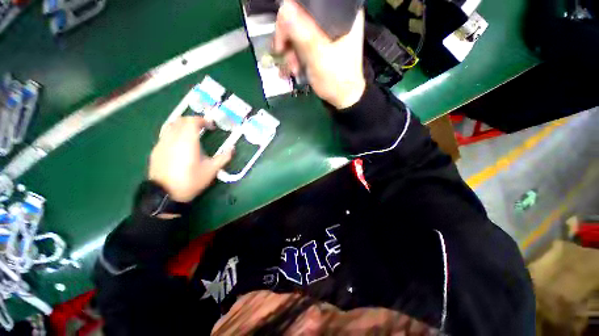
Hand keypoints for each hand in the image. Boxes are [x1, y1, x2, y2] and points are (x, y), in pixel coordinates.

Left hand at [149, 117, 232, 201]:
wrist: (166, 194)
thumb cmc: (192, 180)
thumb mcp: (212, 170)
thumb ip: (224, 157)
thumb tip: (232, 148)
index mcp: (187, 141)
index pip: (192, 121)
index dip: (203, 120)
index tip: (211, 126)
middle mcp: (172, 138)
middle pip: (180, 120)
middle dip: (192, 121)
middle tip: (202, 127)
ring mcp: (162, 143)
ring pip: (170, 125)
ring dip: (181, 125)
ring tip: (190, 133)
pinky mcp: (156, 150)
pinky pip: (165, 135)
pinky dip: (174, 133)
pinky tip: (180, 144)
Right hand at [273, 0, 365, 109]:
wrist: (343, 99)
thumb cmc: (336, 79)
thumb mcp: (319, 57)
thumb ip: (304, 34)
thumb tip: (285, 8)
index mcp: (342, 16)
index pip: (312, 3)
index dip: (292, 13)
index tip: (283, 34)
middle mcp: (334, 20)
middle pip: (302, 16)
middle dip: (289, 37)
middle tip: (283, 52)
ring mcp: (325, 34)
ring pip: (299, 31)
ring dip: (290, 50)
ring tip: (292, 68)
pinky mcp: (320, 46)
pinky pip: (302, 43)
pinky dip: (295, 54)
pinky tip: (294, 67)